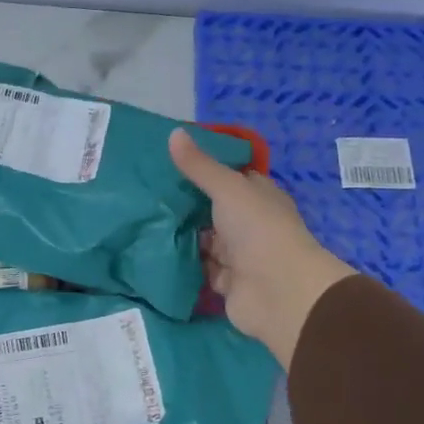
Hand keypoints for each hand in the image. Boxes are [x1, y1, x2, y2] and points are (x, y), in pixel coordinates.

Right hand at [170, 129, 356, 370]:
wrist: (279, 291)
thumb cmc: (258, 229)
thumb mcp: (227, 188)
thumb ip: (200, 166)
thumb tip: (174, 132)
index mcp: (259, 197)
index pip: (232, 179)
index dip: (206, 170)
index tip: (170, 163)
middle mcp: (251, 225)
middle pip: (214, 212)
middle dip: (187, 206)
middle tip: (147, 193)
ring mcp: (239, 256)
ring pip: (206, 242)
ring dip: (183, 236)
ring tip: (144, 221)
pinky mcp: (227, 284)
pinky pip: (201, 270)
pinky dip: (184, 265)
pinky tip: (155, 253)